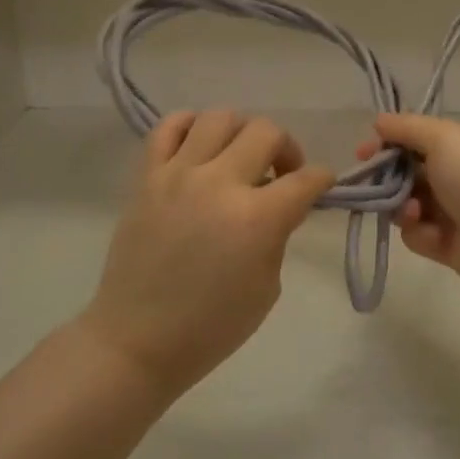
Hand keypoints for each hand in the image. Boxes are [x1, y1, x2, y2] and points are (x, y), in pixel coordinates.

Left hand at [85, 110, 334, 397]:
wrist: (137, 341)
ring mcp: (178, 174)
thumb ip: (278, 233)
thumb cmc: (211, 326)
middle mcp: (219, 183)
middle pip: (266, 132)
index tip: (321, 184)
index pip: (306, 178)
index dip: (322, 179)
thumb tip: (280, 201)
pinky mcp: (147, 177)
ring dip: (241, 133)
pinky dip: (190, 126)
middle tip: (281, 174)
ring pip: (220, 117)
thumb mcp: (267, 286)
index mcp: (256, 218)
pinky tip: (200, 147)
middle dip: (286, 149)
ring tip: (239, 158)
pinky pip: (169, 126)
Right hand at [356, 114, 459, 294]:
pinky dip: (419, 233)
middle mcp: (454, 174)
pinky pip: (416, 234)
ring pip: (405, 204)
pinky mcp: (445, 244)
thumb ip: (407, 127)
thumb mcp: (443, 138)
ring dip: (402, 206)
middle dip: (387, 178)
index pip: (414, 138)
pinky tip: (433, 234)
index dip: (387, 142)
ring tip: (413, 211)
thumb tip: (379, 120)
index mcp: (458, 145)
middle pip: (405, 172)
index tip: (363, 152)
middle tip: (372, 184)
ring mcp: (450, 210)